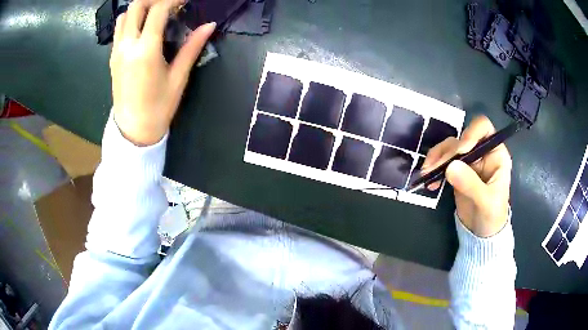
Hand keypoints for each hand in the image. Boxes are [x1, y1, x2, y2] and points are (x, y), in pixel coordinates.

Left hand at [110, 0, 215, 145]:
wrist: (133, 130)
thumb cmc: (158, 107)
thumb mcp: (178, 77)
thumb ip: (192, 47)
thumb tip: (209, 25)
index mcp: (146, 50)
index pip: (158, 9)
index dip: (174, 0)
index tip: (185, 1)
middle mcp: (127, 46)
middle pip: (136, 6)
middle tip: (169, 5)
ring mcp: (117, 51)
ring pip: (125, 15)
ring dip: (140, 8)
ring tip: (155, 14)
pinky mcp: (113, 57)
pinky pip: (119, 29)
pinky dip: (131, 20)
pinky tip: (143, 28)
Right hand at [422, 116, 511, 236]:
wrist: (482, 232)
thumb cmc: (492, 215)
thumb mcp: (486, 202)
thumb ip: (471, 184)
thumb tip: (450, 167)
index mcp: (495, 153)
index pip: (483, 129)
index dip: (470, 133)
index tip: (460, 150)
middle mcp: (481, 152)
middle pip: (461, 138)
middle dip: (447, 152)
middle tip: (434, 168)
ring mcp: (468, 161)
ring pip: (449, 149)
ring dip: (436, 158)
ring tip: (427, 174)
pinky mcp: (457, 171)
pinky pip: (442, 162)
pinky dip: (434, 169)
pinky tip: (429, 182)